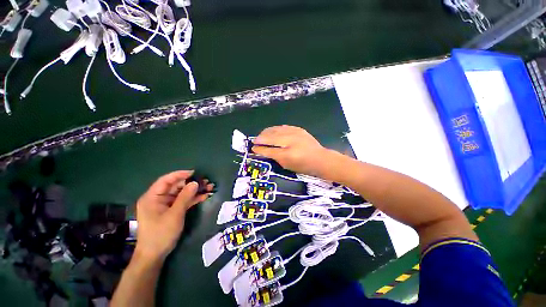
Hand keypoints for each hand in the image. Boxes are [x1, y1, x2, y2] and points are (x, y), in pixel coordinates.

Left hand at [134, 170, 212, 262]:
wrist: (155, 255)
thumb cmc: (161, 234)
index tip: (194, 173)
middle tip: (206, 181)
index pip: (166, 180)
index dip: (180, 174)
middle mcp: (158, 199)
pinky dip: (192, 199)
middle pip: (176, 186)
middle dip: (191, 184)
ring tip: (209, 188)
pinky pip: (183, 201)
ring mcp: (165, 205)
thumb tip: (195, 183)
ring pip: (181, 193)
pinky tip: (204, 196)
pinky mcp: (171, 211)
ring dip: (194, 191)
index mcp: (152, 197)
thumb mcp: (174, 214)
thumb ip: (185, 197)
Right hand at [252, 125, 330, 176]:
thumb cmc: (303, 166)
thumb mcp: (287, 166)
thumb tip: (264, 151)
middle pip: (270, 137)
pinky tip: (273, 131)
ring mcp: (295, 133)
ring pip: (276, 129)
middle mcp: (290, 141)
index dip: (259, 149)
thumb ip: (275, 157)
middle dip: (260, 138)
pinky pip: (283, 127)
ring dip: (267, 132)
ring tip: (262, 135)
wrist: (320, 158)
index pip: (269, 150)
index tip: (253, 148)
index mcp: (287, 154)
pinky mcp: (298, 129)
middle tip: (255, 140)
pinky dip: (276, 129)